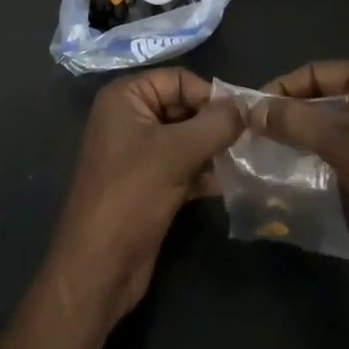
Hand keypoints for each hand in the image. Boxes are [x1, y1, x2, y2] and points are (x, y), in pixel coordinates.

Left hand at [43, 68, 242, 325]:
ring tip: (244, 160)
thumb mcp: (176, 153)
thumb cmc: (131, 195)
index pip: (178, 80)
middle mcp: (129, 118)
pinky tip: (229, 183)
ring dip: (213, 149)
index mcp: (125, 97)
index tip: (243, 117)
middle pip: (183, 107)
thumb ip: (215, 125)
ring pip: (186, 138)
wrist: (99, 268)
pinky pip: (183, 165)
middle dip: (214, 124)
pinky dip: (204, 171)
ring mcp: (138, 152)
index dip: (210, 95)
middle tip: (249, 140)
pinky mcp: (148, 183)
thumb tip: (246, 106)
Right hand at [254, 61, 348, 297]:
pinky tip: (288, 170)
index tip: (247, 110)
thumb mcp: (339, 142)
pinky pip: (338, 150)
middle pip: (320, 96)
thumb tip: (250, 108)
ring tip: (263, 151)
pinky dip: (314, 156)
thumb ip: (292, 120)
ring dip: (298, 136)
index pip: (315, 71)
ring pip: (327, 125)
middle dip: (288, 113)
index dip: (280, 88)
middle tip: (250, 131)